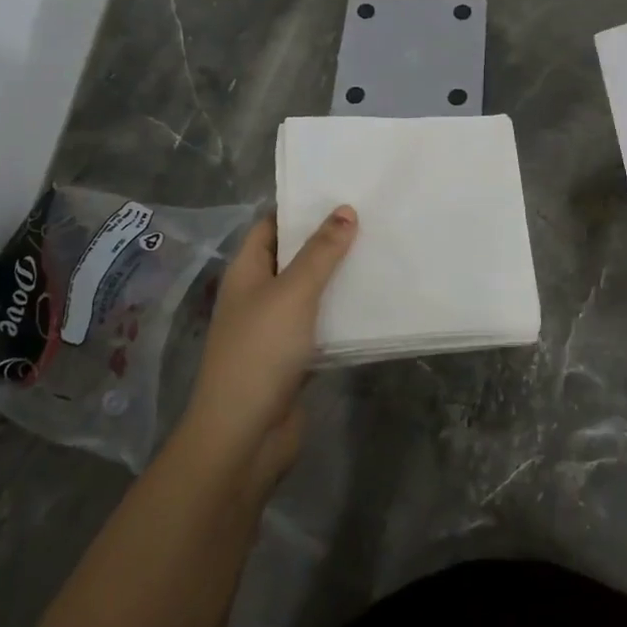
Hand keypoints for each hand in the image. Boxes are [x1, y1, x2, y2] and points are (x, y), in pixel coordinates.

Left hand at [178, 207, 356, 489]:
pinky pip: (322, 325)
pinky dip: (342, 314)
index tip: (340, 191)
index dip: (300, 208)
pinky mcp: (294, 358)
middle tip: (372, 218)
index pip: (271, 226)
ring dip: (339, 277)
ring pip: (311, 292)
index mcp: (246, 272)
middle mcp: (258, 295)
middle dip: (327, 240)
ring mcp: (275, 329)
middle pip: (294, 258)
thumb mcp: (293, 293)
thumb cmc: (261, 352)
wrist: (244, 435)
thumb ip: (321, 252)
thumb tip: (345, 210)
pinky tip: (376, 303)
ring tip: (381, 252)